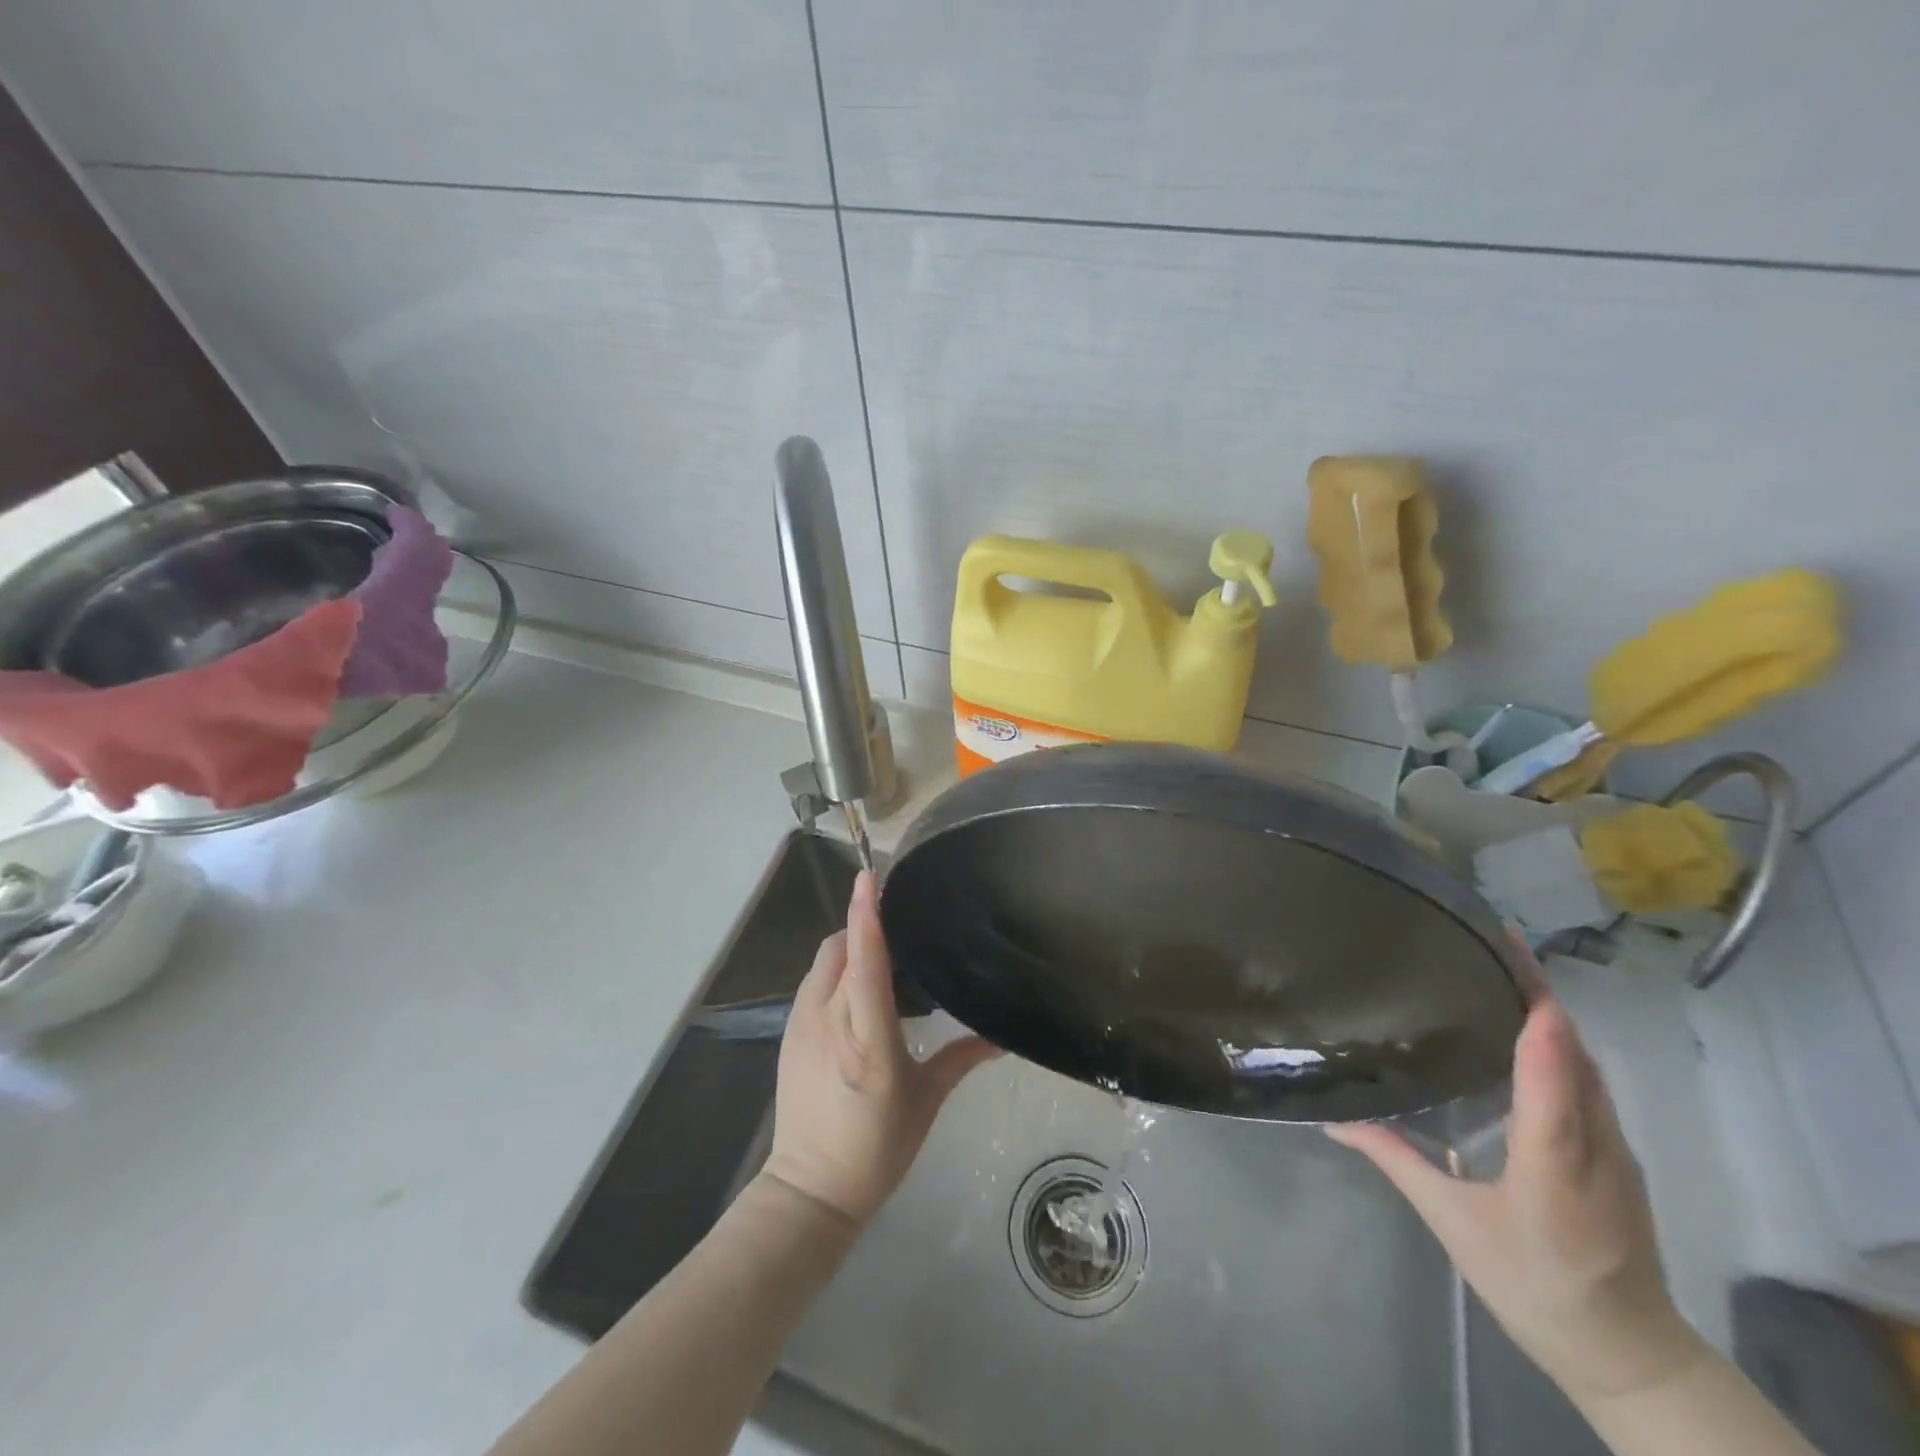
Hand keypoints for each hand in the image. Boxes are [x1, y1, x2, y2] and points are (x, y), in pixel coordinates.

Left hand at [761, 871, 999, 1227]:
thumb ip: (962, 1059)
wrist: (810, 1189)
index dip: (867, 917)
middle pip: (839, 949)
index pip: (865, 964)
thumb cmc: (876, 1149)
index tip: (870, 877)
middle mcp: (830, 1022)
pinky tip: (857, 990)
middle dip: (863, 924)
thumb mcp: (926, 1102)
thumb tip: (1003, 1037)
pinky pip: (814, 982)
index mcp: (868, 1040)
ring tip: (881, 956)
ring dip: (848, 945)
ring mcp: (803, 1025)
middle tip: (898, 925)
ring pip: (823, 962)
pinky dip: (835, 970)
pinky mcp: (789, 1033)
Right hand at [1327, 998, 1708, 1405]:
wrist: (1629, 1355)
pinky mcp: (1617, 1153)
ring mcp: (1616, 1148)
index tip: (1510, 963)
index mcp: (1556, 1164)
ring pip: (1587, 1065)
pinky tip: (1524, 1030)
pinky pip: (1589, 1083)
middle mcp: (1597, 1144)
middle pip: (1575, 1054)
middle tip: (1491, 940)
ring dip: (1549, 1012)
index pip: (1553, 1081)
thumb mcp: (1455, 1225)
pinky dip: (1559, 1043)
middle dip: (1538, 992)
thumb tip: (1335, 1119)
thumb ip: (1399, 1161)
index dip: (1537, 1023)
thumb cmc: (1536, 1287)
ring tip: (1499, 967)